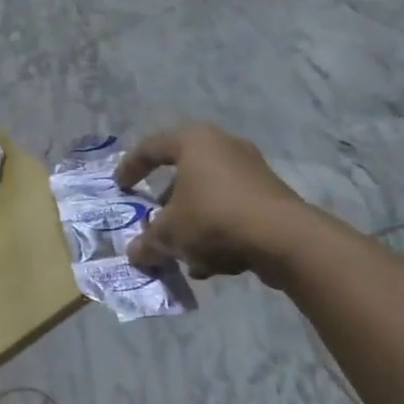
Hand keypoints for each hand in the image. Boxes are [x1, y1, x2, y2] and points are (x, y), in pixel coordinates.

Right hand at [116, 123, 301, 279]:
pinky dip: (217, 229)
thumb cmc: (213, 218)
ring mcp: (251, 169)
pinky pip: (232, 209)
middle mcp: (223, 145)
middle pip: (183, 171)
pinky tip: (210, 262)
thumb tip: (134, 254)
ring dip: (192, 220)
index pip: (151, 147)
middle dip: (166, 201)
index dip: (130, 167)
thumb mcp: (169, 233)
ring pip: (209, 194)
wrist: (283, 237)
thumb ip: (147, 242)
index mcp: (193, 141)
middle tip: (154, 219)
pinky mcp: (270, 195)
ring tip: (181, 249)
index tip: (120, 187)